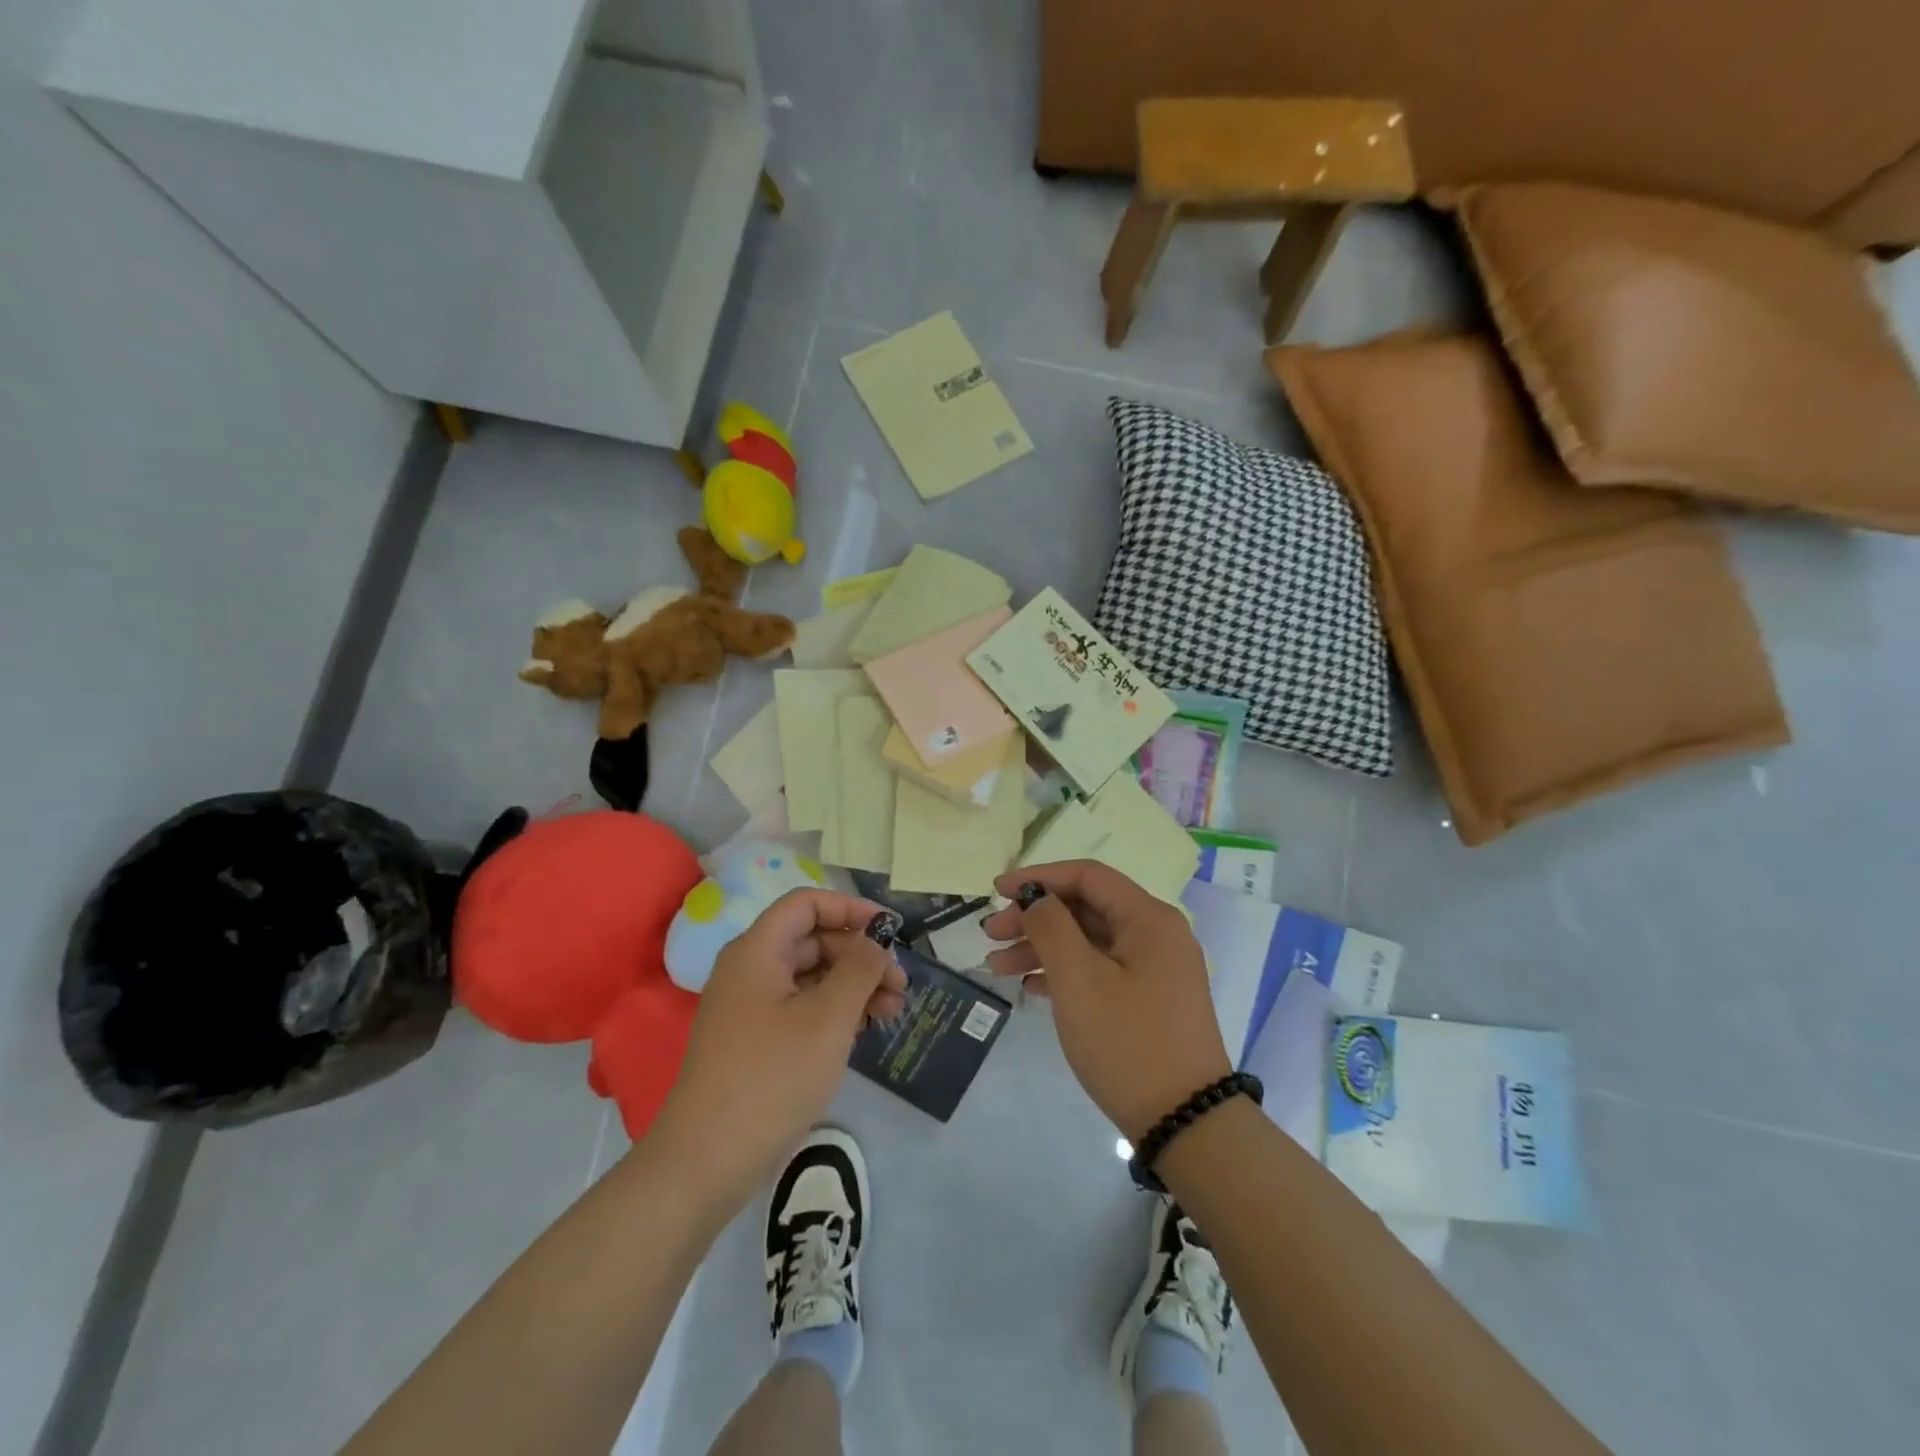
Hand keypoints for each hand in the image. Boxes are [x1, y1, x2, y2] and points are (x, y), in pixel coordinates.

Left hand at [653, 890, 906, 1204]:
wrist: (708, 1160)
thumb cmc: (773, 1076)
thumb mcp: (828, 1017)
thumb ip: (859, 968)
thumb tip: (875, 940)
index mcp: (757, 950)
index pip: (807, 903)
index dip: (851, 909)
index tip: (891, 931)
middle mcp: (749, 969)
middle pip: (812, 939)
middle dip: (860, 956)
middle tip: (900, 986)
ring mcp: (749, 1007)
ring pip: (810, 976)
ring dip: (853, 986)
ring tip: (891, 1012)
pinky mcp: (753, 1041)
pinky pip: (799, 1007)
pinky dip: (833, 1011)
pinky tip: (861, 1031)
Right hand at [983, 862, 1230, 1141]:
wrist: (1186, 1124)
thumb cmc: (1128, 1042)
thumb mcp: (1079, 981)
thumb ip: (1051, 927)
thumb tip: (1037, 900)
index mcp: (1149, 919)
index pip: (1088, 876)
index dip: (1039, 877)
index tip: (996, 891)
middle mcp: (1157, 935)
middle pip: (1086, 908)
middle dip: (1035, 917)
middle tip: (991, 935)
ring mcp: (1155, 969)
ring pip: (1090, 941)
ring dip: (1043, 947)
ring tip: (997, 966)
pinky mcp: (1149, 1000)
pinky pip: (1100, 969)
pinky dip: (1065, 972)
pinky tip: (1030, 986)